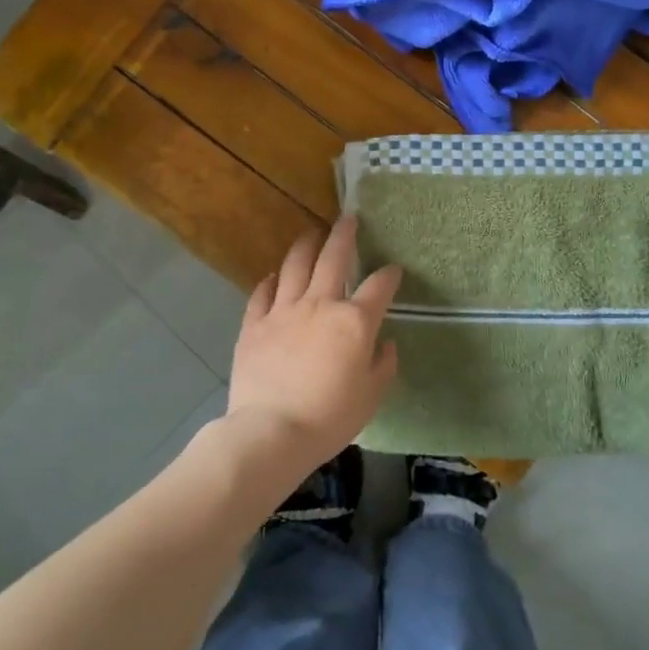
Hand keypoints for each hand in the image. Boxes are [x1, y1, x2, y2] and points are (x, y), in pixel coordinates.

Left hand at [225, 215, 401, 472]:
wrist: (271, 431)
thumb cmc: (329, 417)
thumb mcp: (371, 396)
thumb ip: (383, 365)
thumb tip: (385, 343)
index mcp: (354, 321)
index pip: (379, 287)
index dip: (390, 275)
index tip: (394, 270)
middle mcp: (319, 305)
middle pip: (333, 258)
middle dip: (344, 235)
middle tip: (348, 218)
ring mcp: (283, 312)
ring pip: (295, 266)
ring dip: (306, 245)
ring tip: (311, 233)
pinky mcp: (254, 325)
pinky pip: (262, 293)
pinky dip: (271, 280)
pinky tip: (275, 275)